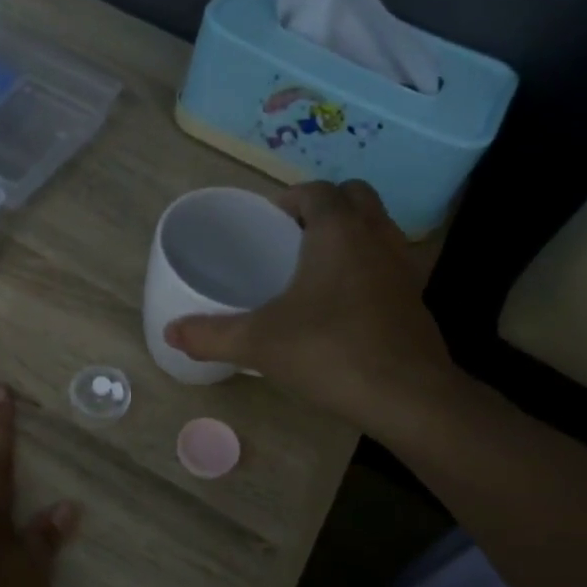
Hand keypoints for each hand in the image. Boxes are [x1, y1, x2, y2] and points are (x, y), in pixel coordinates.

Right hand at [163, 180, 460, 435]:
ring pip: (378, 227)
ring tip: (316, 267)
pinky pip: (390, 262)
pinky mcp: (416, 297)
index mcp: (339, 231)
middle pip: (355, 196)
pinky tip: (344, 302)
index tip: (267, 221)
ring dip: (350, 232)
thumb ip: (211, 334)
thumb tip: (170, 332)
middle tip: (292, 237)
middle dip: (324, 206)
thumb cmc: (330, 352)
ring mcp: (404, 266)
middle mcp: (377, 237)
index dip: (289, 198)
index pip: (316, 190)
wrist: (408, 396)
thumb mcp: (259, 343)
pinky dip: (368, 265)